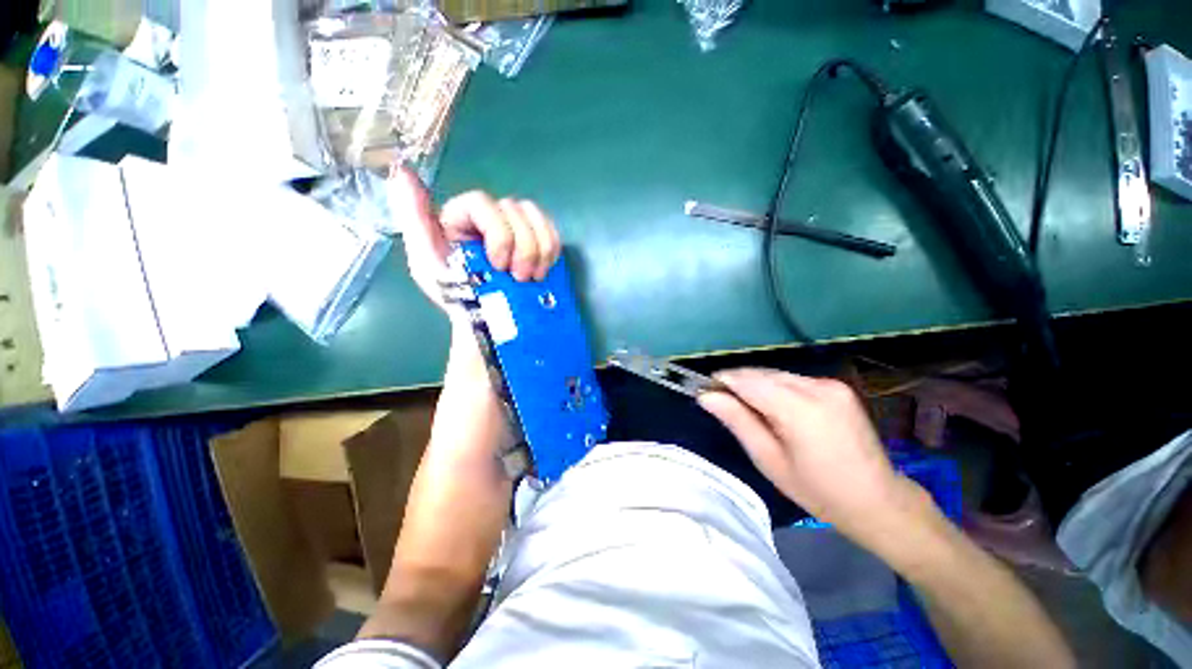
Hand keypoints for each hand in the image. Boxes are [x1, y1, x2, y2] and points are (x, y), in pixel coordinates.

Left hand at [387, 167, 561, 323]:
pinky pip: (551, 230)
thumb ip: (413, 221)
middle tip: (520, 278)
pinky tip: (544, 269)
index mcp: (461, 219)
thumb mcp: (426, 264)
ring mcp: (516, 229)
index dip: (497, 231)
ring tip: (534, 277)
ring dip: (540, 249)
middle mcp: (489, 218)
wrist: (489, 323)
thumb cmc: (457, 298)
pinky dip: (551, 248)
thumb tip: (401, 173)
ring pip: (536, 216)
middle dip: (523, 247)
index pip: (482, 202)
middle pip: (514, 208)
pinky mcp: (536, 242)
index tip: (499, 265)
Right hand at [698, 368, 929, 548]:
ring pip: (776, 375)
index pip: (747, 380)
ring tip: (749, 410)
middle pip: (761, 374)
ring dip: (756, 386)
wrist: (878, 501)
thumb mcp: (769, 459)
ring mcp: (830, 384)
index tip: (705, 391)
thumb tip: (705, 396)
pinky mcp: (836, 386)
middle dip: (738, 384)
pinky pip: (793, 380)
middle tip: (723, 404)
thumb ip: (737, 421)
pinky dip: (775, 389)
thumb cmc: (818, 490)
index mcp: (800, 409)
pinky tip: (775, 410)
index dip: (722, 382)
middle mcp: (817, 387)